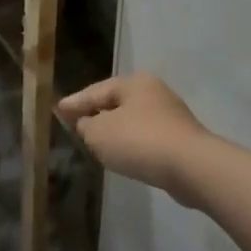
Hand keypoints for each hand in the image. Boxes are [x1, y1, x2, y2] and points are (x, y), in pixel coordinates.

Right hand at [58, 72, 210, 195]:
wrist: (192, 167)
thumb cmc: (139, 141)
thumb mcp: (99, 133)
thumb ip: (86, 126)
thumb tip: (87, 124)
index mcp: (134, 83)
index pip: (96, 91)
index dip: (75, 102)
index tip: (58, 109)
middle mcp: (154, 92)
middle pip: (116, 103)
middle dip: (96, 113)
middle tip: (76, 122)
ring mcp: (170, 116)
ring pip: (132, 120)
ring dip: (115, 129)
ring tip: (97, 140)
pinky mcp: (180, 140)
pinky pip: (146, 137)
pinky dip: (131, 143)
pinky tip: (123, 154)